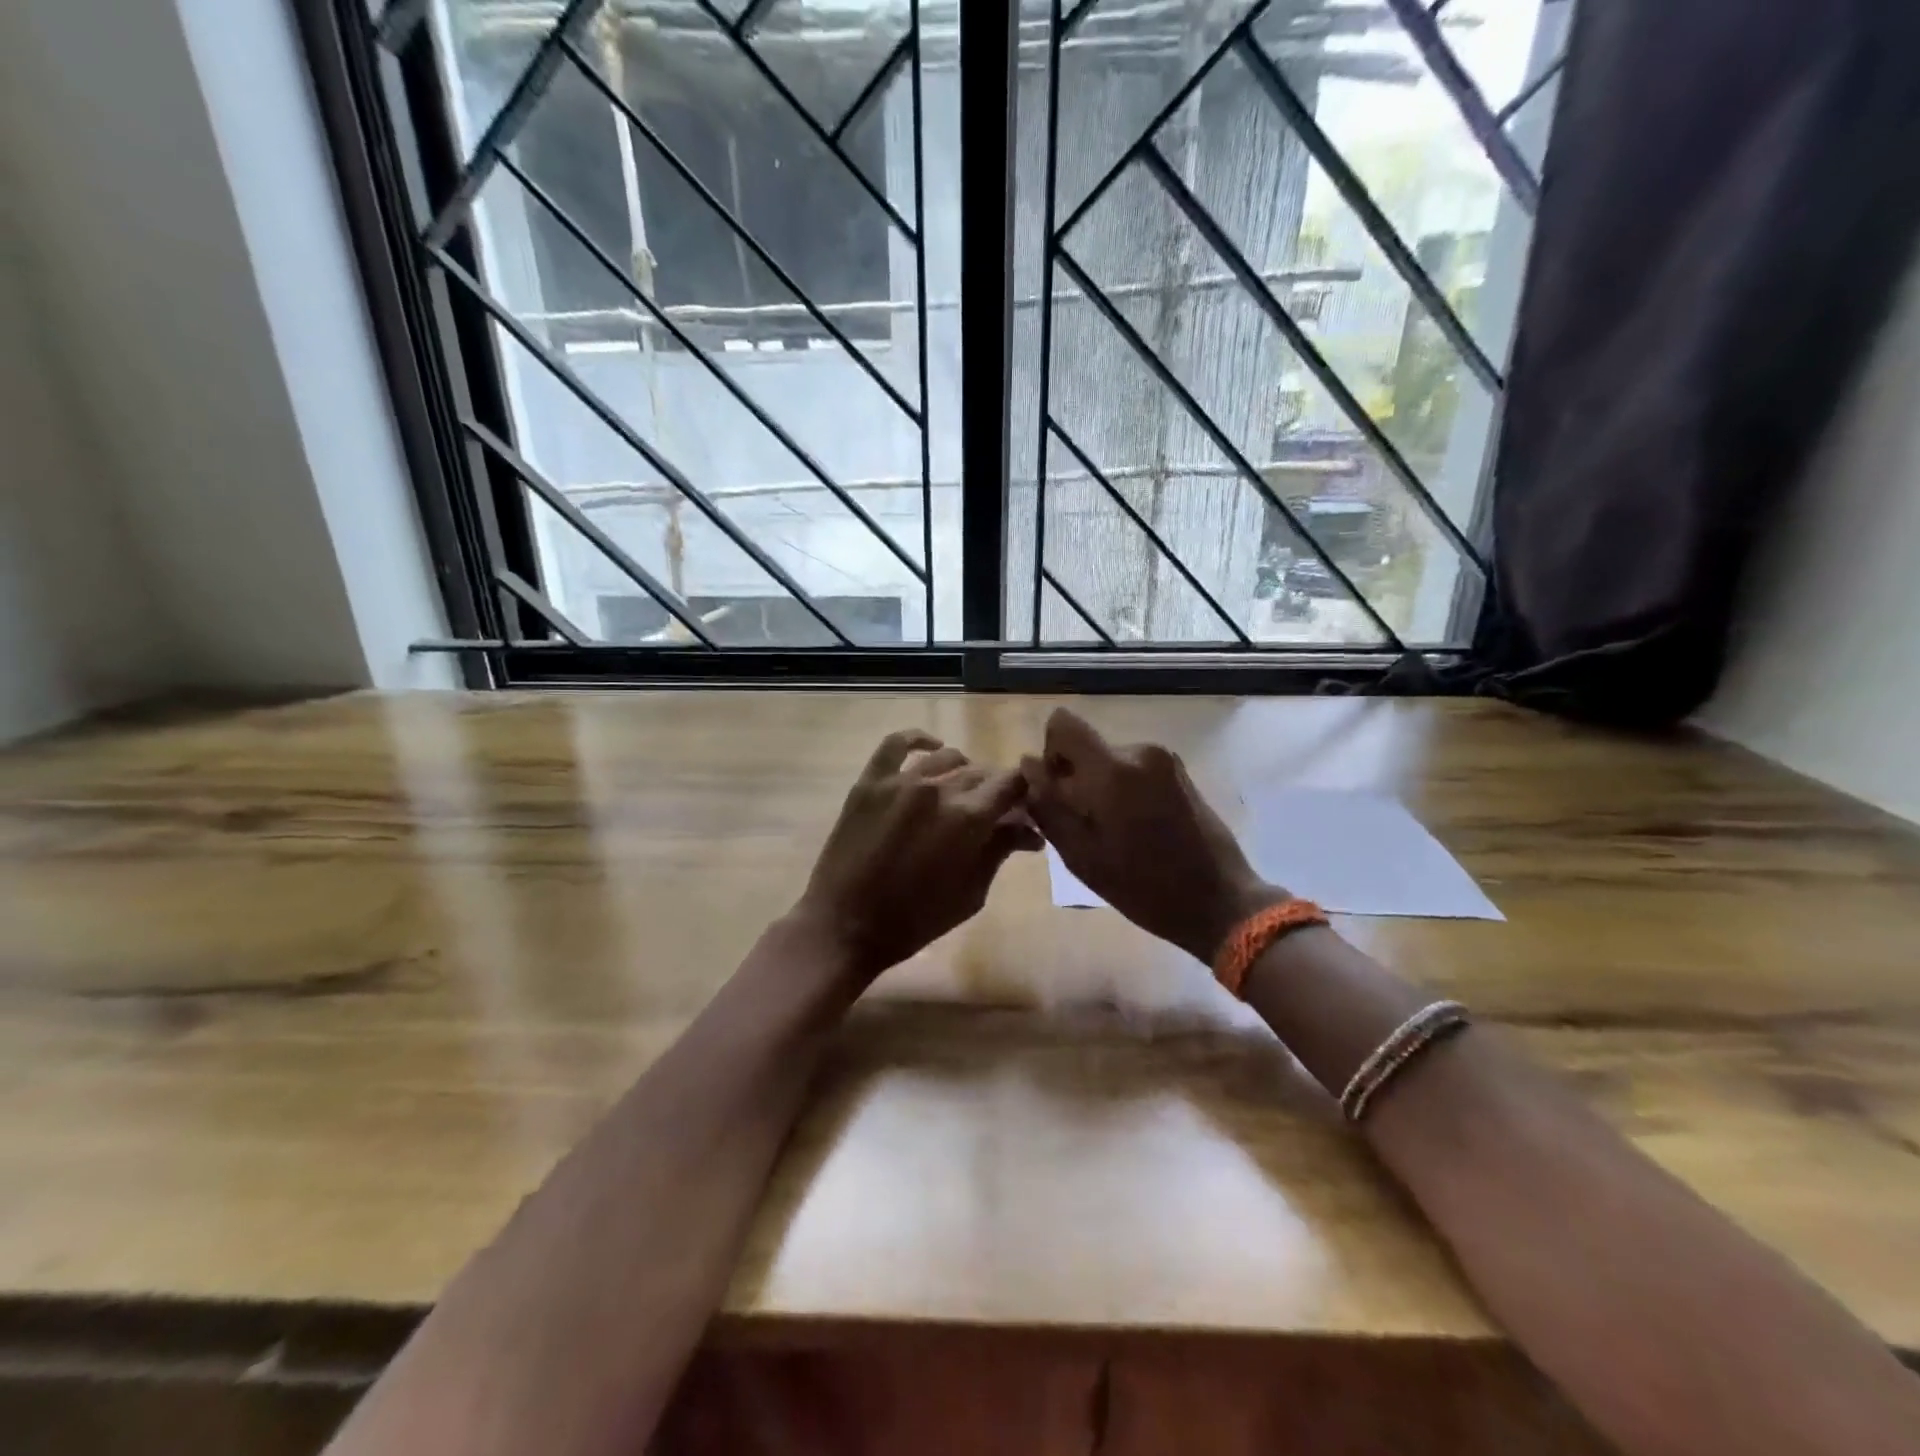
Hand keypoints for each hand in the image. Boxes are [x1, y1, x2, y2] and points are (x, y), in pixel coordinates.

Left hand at [796, 729, 1041, 983]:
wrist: (846, 926)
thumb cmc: (916, 920)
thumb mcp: (971, 893)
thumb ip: (999, 851)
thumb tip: (1029, 830)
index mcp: (968, 818)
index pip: (1012, 783)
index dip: (1025, 791)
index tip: (1025, 805)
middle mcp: (938, 789)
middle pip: (981, 772)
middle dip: (996, 789)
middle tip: (996, 811)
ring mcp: (900, 781)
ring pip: (947, 757)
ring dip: (964, 771)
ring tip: (963, 791)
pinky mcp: (870, 781)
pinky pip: (896, 744)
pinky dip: (919, 740)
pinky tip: (932, 747)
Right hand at [1020, 708, 1280, 962]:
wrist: (1220, 901)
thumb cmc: (1143, 887)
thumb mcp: (1081, 855)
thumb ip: (1048, 805)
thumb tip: (1029, 765)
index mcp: (1112, 770)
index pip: (1063, 724)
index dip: (1051, 753)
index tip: (1059, 791)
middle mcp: (1139, 751)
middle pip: (1086, 746)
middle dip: (1076, 778)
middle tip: (1087, 827)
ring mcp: (1164, 759)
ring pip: (1109, 759)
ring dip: (1102, 787)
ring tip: (1116, 833)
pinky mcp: (1180, 771)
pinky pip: (1133, 768)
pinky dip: (1125, 790)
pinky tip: (1139, 828)